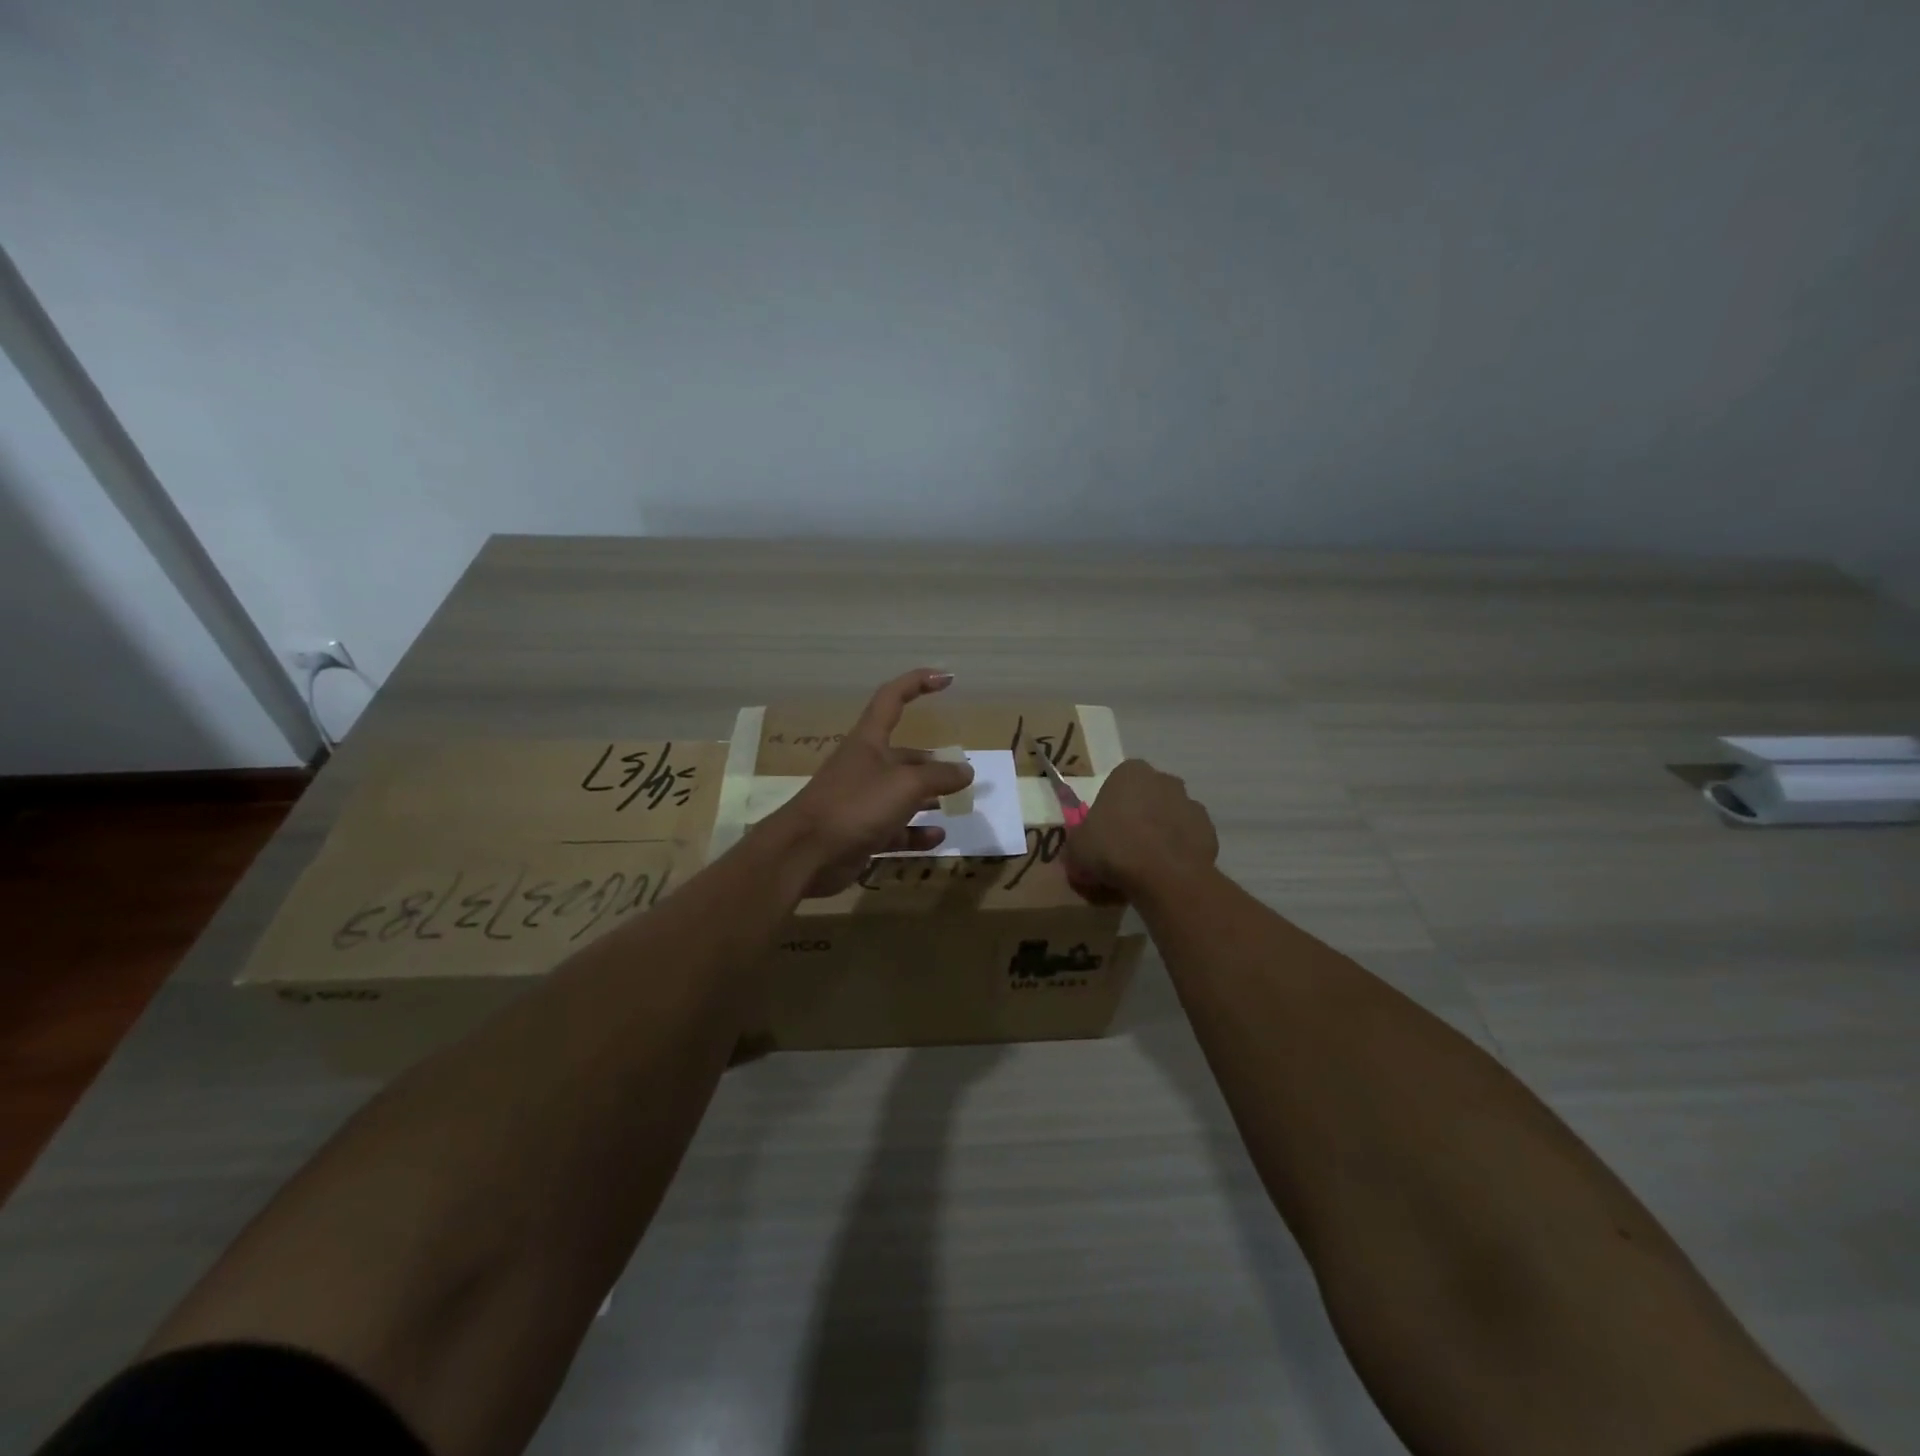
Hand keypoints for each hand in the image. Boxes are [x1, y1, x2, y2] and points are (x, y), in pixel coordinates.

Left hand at [764, 668, 974, 898]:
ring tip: (956, 805)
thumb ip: (939, 776)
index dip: (918, 682)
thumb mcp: (905, 785)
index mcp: (869, 741)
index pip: (893, 698)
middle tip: (962, 775)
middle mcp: (865, 766)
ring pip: (902, 795)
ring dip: (928, 799)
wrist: (804, 854)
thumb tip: (966, 771)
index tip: (947, 678)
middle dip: (933, 763)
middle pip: (904, 756)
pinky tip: (938, 836)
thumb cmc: (855, 805)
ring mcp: (862, 801)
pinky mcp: (861, 832)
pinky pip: (896, 829)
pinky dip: (916, 832)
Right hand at [1068, 758, 1217, 895]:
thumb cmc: (1113, 849)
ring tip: (1146, 866)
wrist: (1164, 876)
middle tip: (1123, 849)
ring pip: (1170, 818)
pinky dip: (1178, 852)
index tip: (1103, 832)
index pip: (1117, 783)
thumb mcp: (1076, 848)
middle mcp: (1164, 780)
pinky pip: (1187, 840)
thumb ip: (1078, 843)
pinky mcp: (1209, 831)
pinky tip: (1166, 873)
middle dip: (1138, 817)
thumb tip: (1079, 851)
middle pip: (1147, 797)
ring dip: (1160, 834)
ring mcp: (1191, 804)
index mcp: (1130, 773)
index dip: (1109, 808)